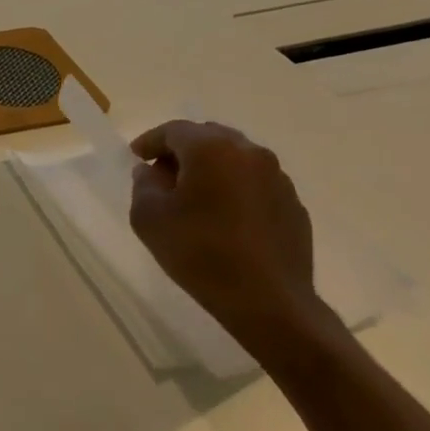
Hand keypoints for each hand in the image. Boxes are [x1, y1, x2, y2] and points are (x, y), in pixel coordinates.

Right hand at [129, 120, 336, 369]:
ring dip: (211, 169)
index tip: (136, 157)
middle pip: (209, 137)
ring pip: (235, 159)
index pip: (174, 130)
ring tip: (193, 198)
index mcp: (211, 150)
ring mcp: (277, 178)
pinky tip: (223, 219)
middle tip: (162, 175)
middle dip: (182, 151)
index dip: (150, 141)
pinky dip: (234, 189)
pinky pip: (255, 184)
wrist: (267, 300)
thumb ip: (144, 185)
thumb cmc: (199, 252)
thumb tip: (151, 171)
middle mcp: (249, 153)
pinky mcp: (293, 204)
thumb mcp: (149, 217)